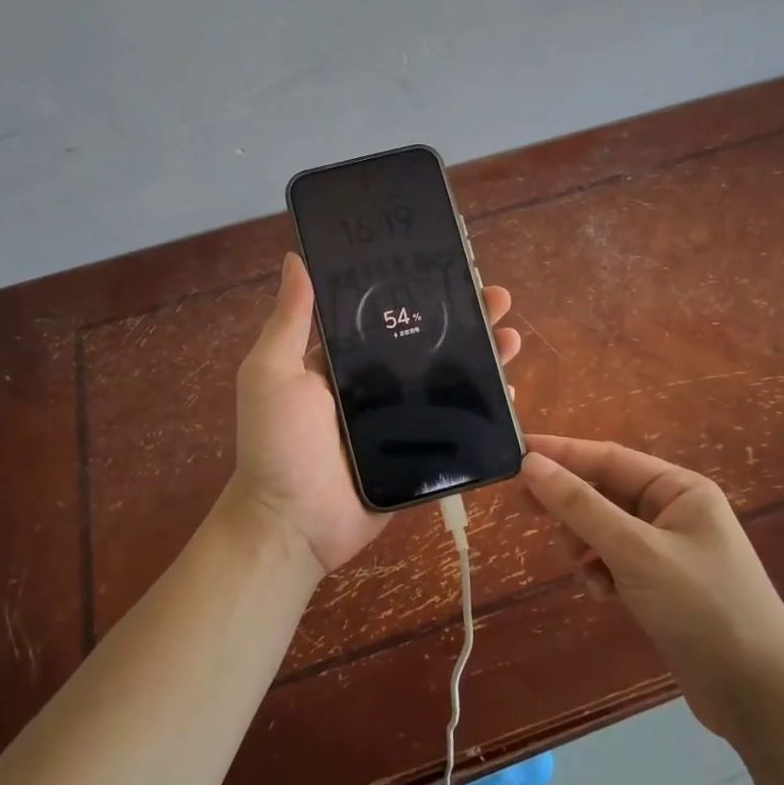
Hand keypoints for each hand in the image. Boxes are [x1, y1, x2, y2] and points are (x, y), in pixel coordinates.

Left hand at [225, 252, 521, 575]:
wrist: (294, 525)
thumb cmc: (279, 444)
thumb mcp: (272, 373)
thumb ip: (289, 321)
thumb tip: (297, 259)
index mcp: (342, 360)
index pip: (387, 315)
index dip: (419, 290)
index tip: (451, 267)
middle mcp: (375, 384)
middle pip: (428, 343)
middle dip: (465, 318)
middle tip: (497, 298)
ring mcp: (400, 420)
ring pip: (449, 379)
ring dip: (483, 356)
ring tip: (511, 337)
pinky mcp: (420, 453)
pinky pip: (457, 425)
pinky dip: (484, 407)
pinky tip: (509, 390)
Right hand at [520, 434, 783, 736]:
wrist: (759, 697)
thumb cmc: (702, 607)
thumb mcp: (634, 551)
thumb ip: (580, 506)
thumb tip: (530, 463)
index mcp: (679, 488)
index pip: (608, 457)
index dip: (560, 453)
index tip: (515, 452)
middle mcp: (674, 511)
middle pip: (604, 492)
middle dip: (569, 505)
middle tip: (524, 509)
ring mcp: (668, 549)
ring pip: (604, 529)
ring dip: (584, 545)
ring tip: (582, 569)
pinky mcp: (661, 584)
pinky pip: (614, 561)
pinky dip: (600, 572)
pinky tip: (603, 594)